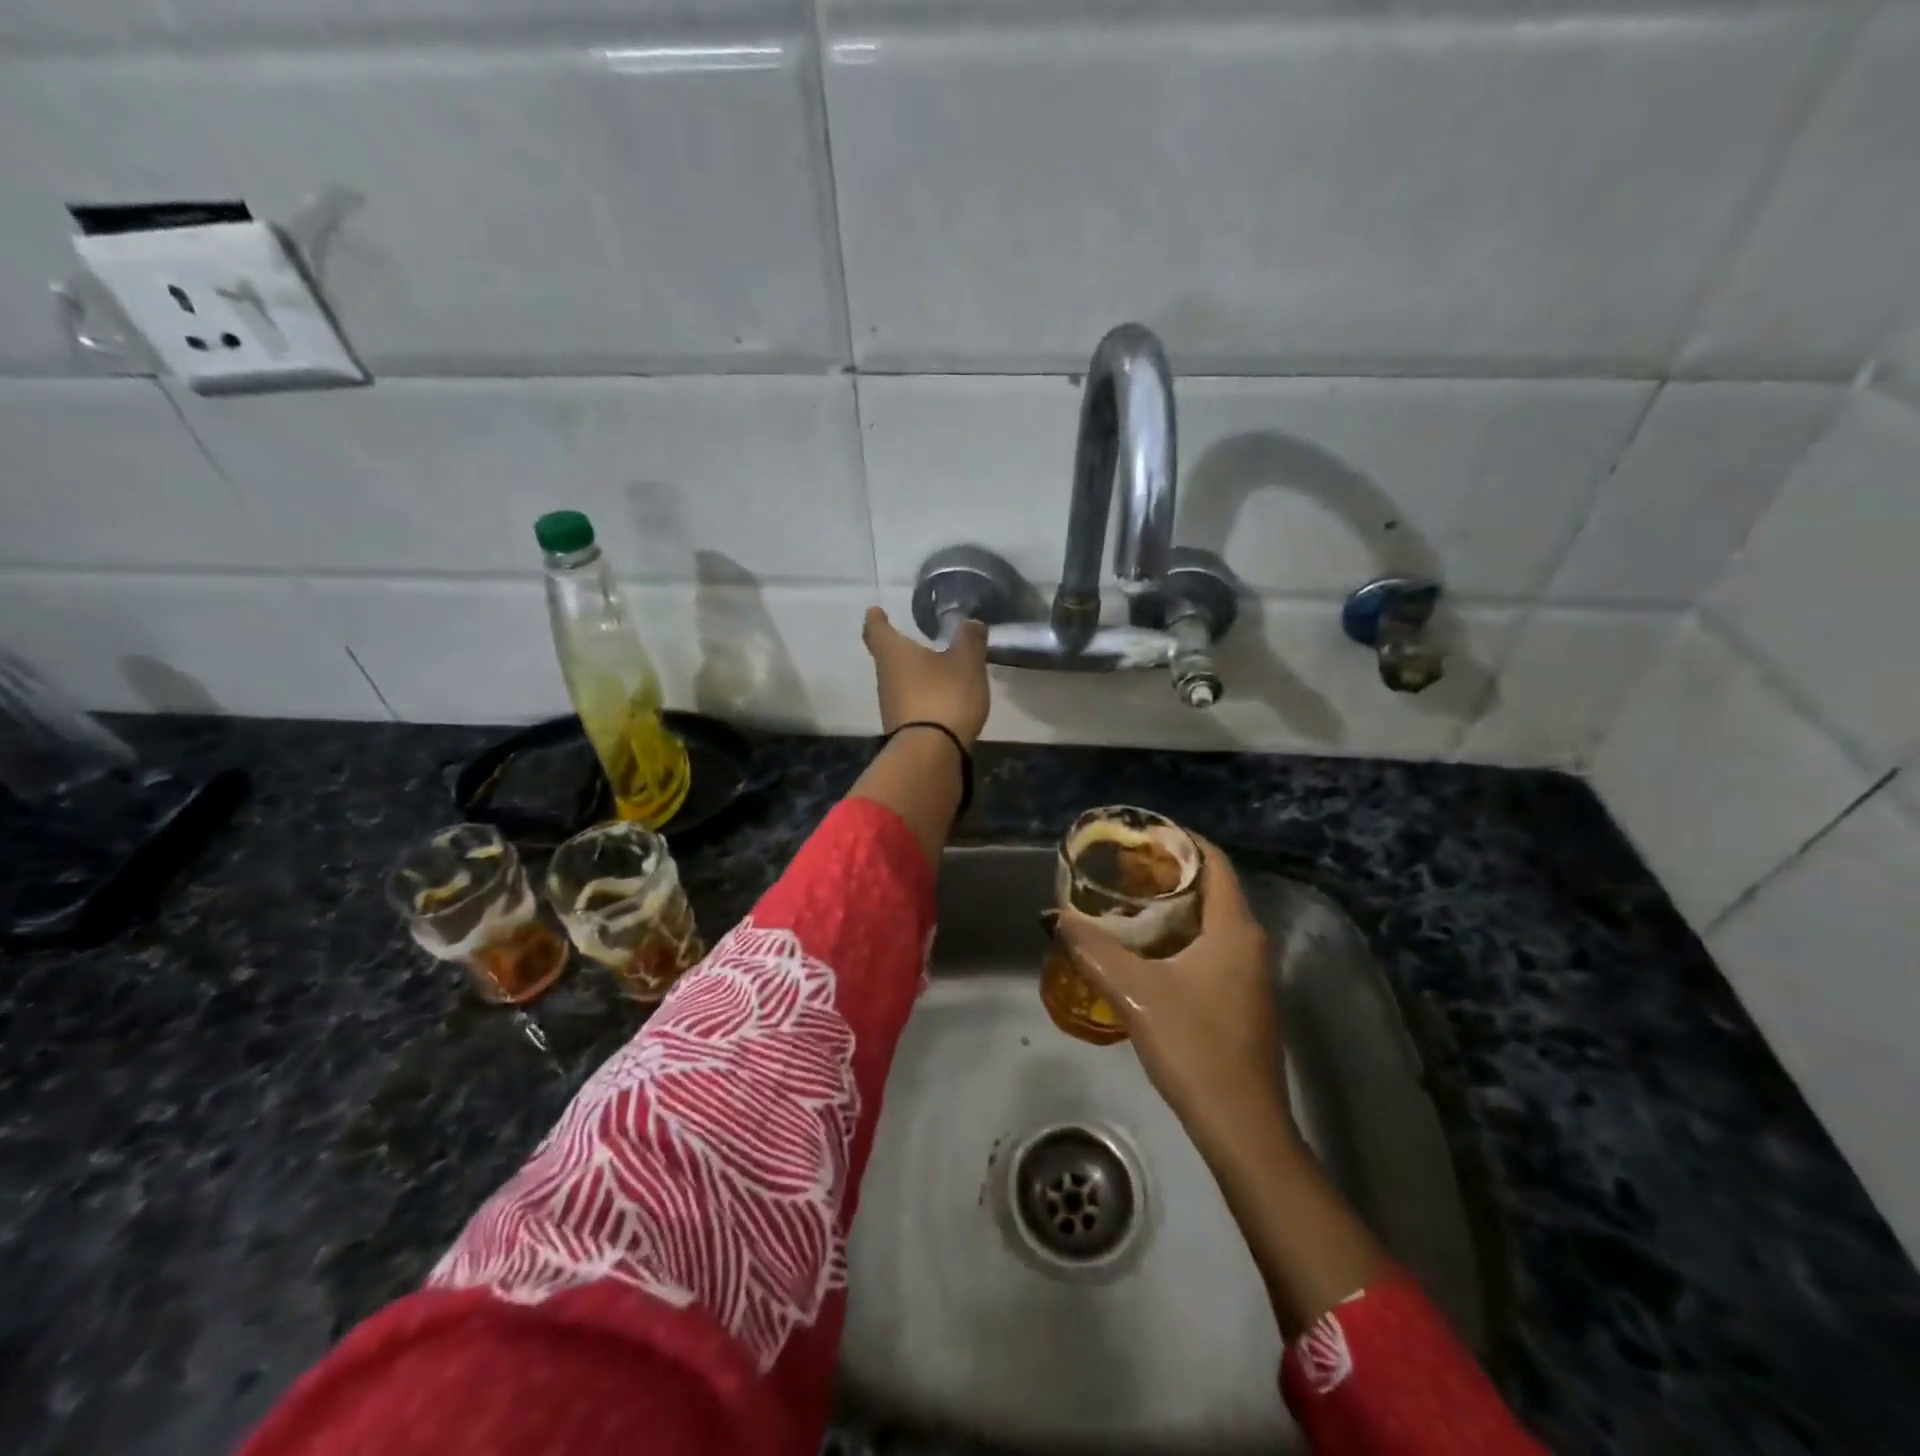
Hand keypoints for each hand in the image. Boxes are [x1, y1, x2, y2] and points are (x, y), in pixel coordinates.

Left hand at [862, 607, 990, 748]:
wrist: (931, 754)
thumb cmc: (944, 696)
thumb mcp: (966, 662)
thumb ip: (969, 639)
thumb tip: (970, 622)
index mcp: (894, 653)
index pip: (876, 630)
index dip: (876, 619)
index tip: (875, 611)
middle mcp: (885, 678)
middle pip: (887, 658)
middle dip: (899, 649)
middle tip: (913, 640)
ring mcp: (890, 707)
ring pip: (899, 683)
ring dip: (913, 676)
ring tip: (934, 670)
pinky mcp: (902, 730)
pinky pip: (910, 706)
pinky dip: (922, 698)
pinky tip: (939, 700)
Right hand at [1052, 837, 1285, 1145]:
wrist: (1243, 1128)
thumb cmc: (1195, 1046)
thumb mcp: (1136, 992)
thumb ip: (1092, 950)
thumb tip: (1054, 918)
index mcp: (1233, 929)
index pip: (1213, 861)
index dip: (1179, 840)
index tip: (1139, 835)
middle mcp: (1249, 943)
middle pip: (1210, 889)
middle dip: (1167, 874)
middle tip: (1121, 869)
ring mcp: (1249, 975)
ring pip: (1209, 923)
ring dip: (1171, 909)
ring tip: (1124, 904)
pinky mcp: (1242, 1002)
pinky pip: (1210, 950)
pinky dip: (1179, 938)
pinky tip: (1144, 953)